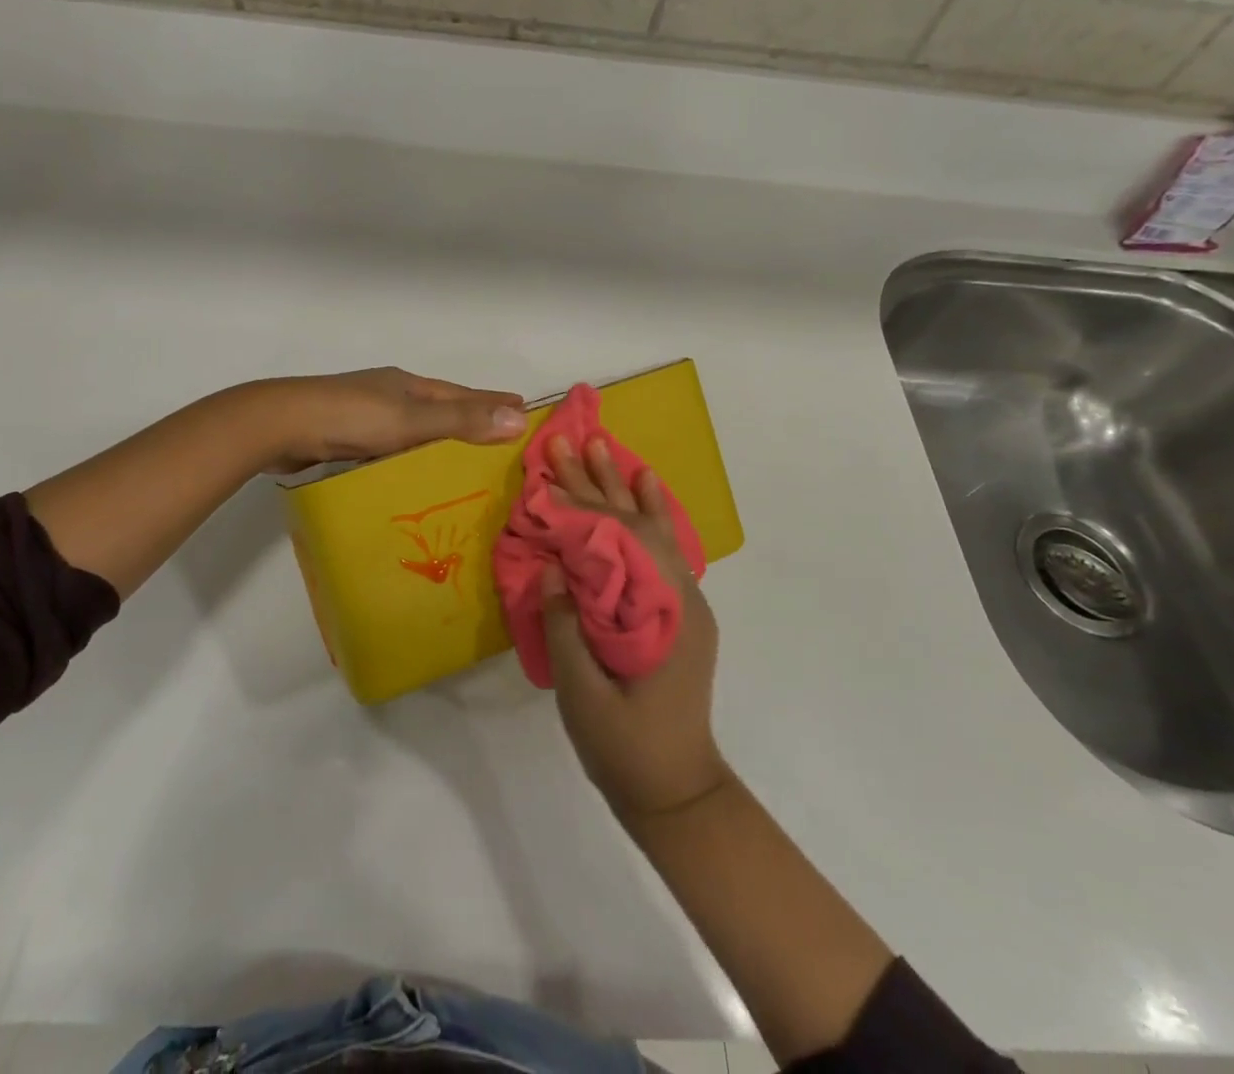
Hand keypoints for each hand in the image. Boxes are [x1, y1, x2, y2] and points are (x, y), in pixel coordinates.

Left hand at [258, 367, 526, 472]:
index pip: (463, 394)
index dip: (493, 402)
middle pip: (440, 407)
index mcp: (409, 385)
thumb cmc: (350, 417)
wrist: (280, 425)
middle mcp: (391, 394)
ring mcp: (366, 414)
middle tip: (499, 437)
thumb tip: (519, 418)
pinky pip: (392, 445)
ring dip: (439, 438)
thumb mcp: (411, 419)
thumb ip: (461, 420)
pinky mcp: (346, 436)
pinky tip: (412, 471)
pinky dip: (410, 454)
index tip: (524, 409)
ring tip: (463, 459)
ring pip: (414, 427)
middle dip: (469, 419)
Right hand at [542, 435, 731, 822]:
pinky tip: (645, 488)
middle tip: (569, 442)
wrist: (677, 791)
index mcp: (659, 614)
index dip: (580, 502)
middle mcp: (680, 597)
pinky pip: (663, 550)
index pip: (616, 540)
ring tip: (603, 448)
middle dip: (598, 482)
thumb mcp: (582, 692)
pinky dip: (652, 514)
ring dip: (624, 488)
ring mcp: (684, 602)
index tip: (553, 466)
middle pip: (634, 525)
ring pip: (652, 530)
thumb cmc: (626, 747)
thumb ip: (566, 625)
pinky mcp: (677, 611)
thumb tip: (550, 564)